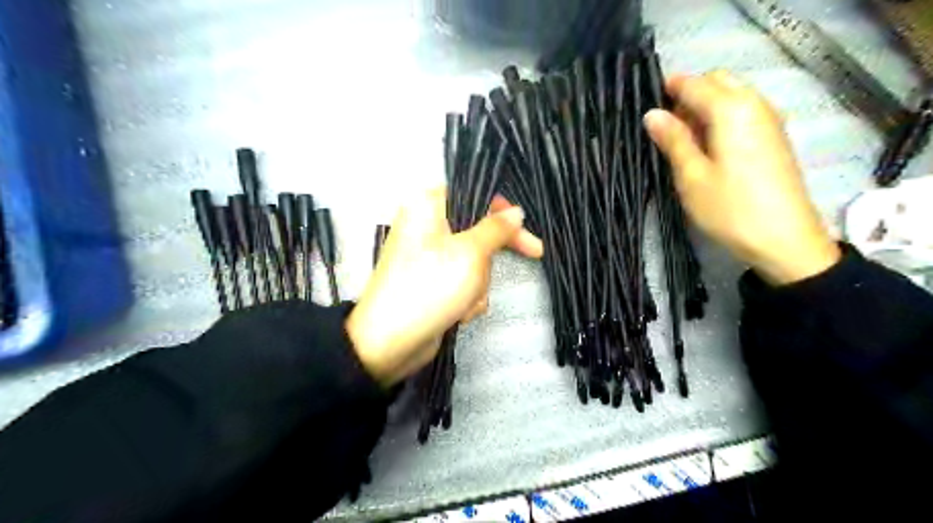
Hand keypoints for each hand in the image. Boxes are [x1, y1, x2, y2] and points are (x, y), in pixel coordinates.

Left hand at [345, 190, 544, 384]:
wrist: (390, 343)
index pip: (471, 194)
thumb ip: (496, 228)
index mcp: (427, 207)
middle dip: (488, 260)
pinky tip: (458, 313)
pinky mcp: (434, 284)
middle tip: (528, 255)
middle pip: (477, 232)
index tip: (524, 225)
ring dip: (478, 284)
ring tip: (464, 300)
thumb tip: (515, 212)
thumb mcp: (471, 253)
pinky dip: (467, 297)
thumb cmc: (430, 286)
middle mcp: (427, 228)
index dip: (500, 207)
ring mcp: (430, 259)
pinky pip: (464, 282)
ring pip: (475, 261)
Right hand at [646, 70, 841, 284]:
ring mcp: (769, 118)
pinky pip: (743, 111)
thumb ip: (673, 140)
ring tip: (684, 141)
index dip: (667, 89)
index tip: (645, 107)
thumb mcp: (691, 176)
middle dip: (688, 94)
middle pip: (717, 81)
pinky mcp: (774, 135)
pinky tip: (710, 147)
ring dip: (705, 107)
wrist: (784, 239)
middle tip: (666, 129)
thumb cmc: (730, 208)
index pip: (694, 84)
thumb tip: (652, 114)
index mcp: (731, 110)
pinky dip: (721, 117)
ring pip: (732, 94)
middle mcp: (755, 104)